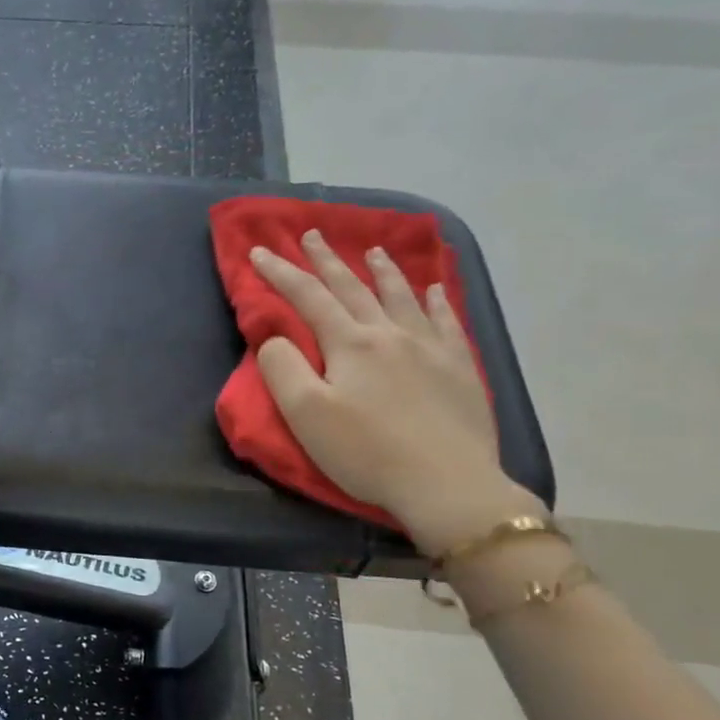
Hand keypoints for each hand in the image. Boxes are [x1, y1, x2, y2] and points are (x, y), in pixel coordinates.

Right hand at [250, 232, 539, 554]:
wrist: (448, 485)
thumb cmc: (367, 452)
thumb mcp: (306, 414)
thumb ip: (282, 368)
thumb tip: (276, 338)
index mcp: (350, 344)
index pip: (308, 298)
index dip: (281, 273)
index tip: (259, 251)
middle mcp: (390, 334)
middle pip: (353, 288)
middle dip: (328, 260)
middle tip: (312, 235)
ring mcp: (431, 349)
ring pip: (402, 297)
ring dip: (383, 271)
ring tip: (374, 250)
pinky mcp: (459, 370)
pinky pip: (446, 322)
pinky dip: (436, 301)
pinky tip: (434, 289)